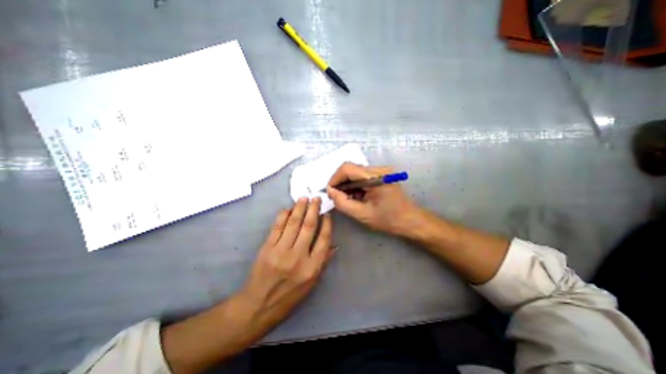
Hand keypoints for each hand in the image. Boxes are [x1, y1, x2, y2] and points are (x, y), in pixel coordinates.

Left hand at [239, 197, 332, 330]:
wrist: (259, 305)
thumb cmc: (289, 296)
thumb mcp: (312, 283)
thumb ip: (323, 262)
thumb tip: (334, 245)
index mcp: (312, 267)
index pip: (324, 239)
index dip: (327, 224)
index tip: (327, 214)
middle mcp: (298, 257)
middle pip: (309, 227)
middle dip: (314, 210)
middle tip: (316, 199)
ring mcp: (281, 251)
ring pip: (293, 223)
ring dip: (300, 208)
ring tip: (304, 198)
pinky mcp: (267, 248)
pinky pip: (277, 227)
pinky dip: (283, 216)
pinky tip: (288, 209)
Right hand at [328, 163, 422, 235]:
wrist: (410, 220)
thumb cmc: (388, 220)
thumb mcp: (362, 214)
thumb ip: (343, 202)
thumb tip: (330, 190)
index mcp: (376, 177)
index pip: (348, 168)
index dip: (335, 178)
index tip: (330, 191)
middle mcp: (380, 169)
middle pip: (351, 168)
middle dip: (341, 182)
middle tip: (337, 197)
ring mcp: (382, 170)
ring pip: (356, 171)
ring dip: (348, 183)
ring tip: (348, 198)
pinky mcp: (382, 174)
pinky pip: (362, 175)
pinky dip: (355, 184)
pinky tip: (357, 195)